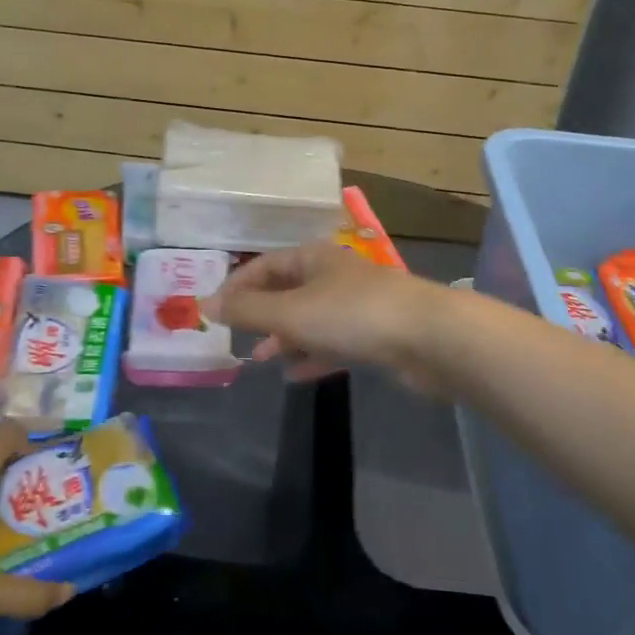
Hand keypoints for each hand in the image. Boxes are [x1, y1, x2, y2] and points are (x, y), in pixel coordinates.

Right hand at [203, 242, 450, 392]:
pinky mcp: (375, 336)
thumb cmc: (353, 315)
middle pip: (287, 290)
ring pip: (310, 319)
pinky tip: (294, 375)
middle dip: (260, 313)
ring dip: (284, 337)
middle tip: (236, 337)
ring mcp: (356, 306)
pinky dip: (312, 355)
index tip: (214, 311)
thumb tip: (205, 303)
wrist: (429, 338)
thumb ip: (248, 310)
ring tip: (261, 359)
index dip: (237, 285)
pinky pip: (333, 343)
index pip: (265, 264)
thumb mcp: (291, 311)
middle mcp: (334, 276)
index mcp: (314, 258)